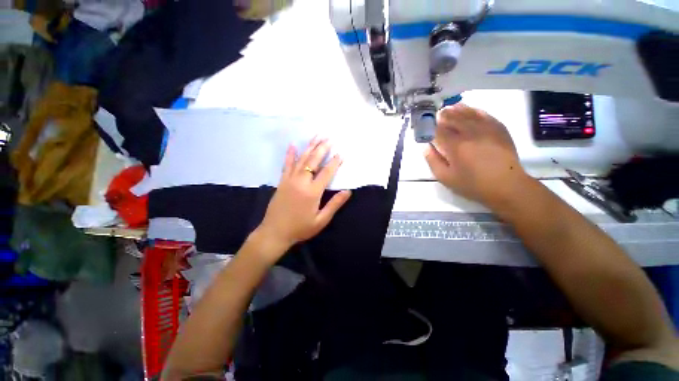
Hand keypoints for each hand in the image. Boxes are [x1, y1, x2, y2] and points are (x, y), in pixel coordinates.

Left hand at [256, 138, 351, 259]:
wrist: (275, 233)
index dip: (334, 162)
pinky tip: (293, 144)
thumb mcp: (321, 220)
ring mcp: (290, 180)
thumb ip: (334, 204)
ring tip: (317, 136)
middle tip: (329, 138)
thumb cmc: (300, 228)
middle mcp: (301, 182)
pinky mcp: (282, 181)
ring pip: (301, 159)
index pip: (326, 173)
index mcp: (313, 192)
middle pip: (313, 161)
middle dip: (322, 148)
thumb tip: (348, 191)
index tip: (340, 154)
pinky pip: (287, 165)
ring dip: (310, 147)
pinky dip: (290, 154)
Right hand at [424, 104, 529, 205]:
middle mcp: (470, 132)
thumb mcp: (446, 178)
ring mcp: (486, 128)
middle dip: (441, 117)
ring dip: (455, 110)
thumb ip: (432, 161)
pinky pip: (482, 113)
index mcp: (455, 146)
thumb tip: (425, 147)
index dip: (429, 127)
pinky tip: (466, 109)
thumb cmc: (472, 184)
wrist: (506, 185)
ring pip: (467, 113)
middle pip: (452, 118)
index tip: (425, 127)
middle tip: (435, 117)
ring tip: (447, 110)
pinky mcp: (498, 127)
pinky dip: (472, 110)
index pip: (437, 130)